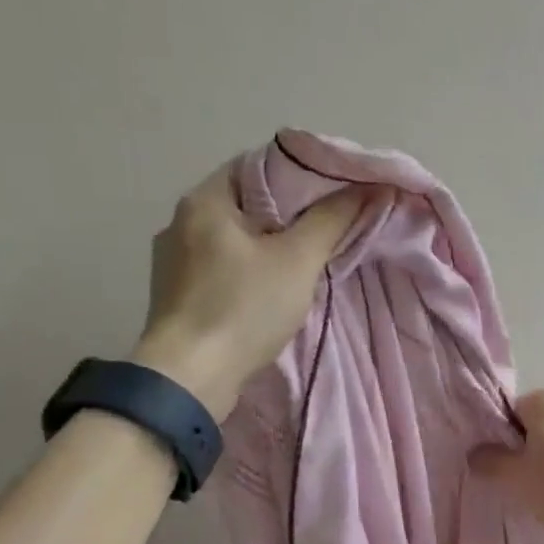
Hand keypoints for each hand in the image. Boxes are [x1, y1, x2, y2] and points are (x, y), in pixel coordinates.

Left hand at [129, 167, 367, 412]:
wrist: (190, 378)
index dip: (300, 175)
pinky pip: (221, 271)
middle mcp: (180, 223)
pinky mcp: (177, 297)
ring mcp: (173, 262)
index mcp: (204, 201)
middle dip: (287, 216)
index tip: (333, 195)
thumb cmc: (243, 308)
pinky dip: (248, 274)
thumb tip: (370, 187)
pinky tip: (269, 293)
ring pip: (233, 241)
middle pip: (245, 204)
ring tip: (304, 264)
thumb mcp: (297, 260)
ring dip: (267, 248)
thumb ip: (332, 220)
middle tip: (327, 230)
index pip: (257, 166)